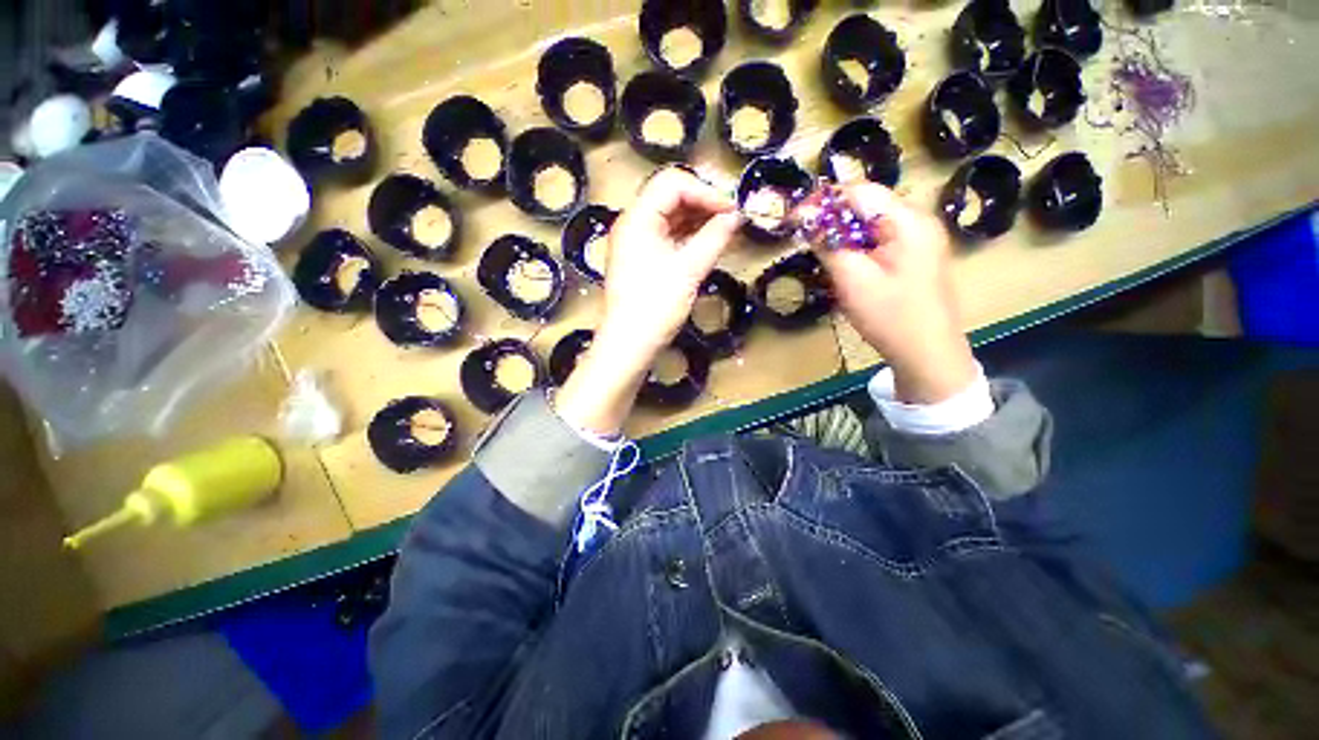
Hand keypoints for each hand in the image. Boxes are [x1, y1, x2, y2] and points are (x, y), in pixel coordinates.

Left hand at [555, 167, 741, 435]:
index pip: (673, 184)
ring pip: (670, 217)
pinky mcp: (640, 258)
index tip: (731, 212)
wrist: (629, 344)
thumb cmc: (655, 307)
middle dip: (703, 204)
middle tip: (731, 220)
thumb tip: (736, 216)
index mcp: (637, 219)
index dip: (706, 192)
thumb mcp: (689, 270)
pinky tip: (706, 244)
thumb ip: (715, 238)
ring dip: (697, 220)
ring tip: (724, 232)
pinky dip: (688, 236)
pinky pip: (667, 236)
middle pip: (670, 196)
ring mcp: (635, 242)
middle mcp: (632, 223)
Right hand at [808, 183, 976, 403]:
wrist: (927, 354)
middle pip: (867, 205)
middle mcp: (918, 221)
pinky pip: (880, 240)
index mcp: (908, 221)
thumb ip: (828, 244)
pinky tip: (845, 265)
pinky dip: (857, 246)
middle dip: (832, 218)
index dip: (823, 201)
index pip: (860, 191)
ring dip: (842, 234)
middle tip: (804, 238)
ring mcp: (920, 239)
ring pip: (871, 224)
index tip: (793, 218)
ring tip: (820, 252)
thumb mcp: (852, 280)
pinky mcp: (915, 256)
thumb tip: (804, 218)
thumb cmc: (890, 317)